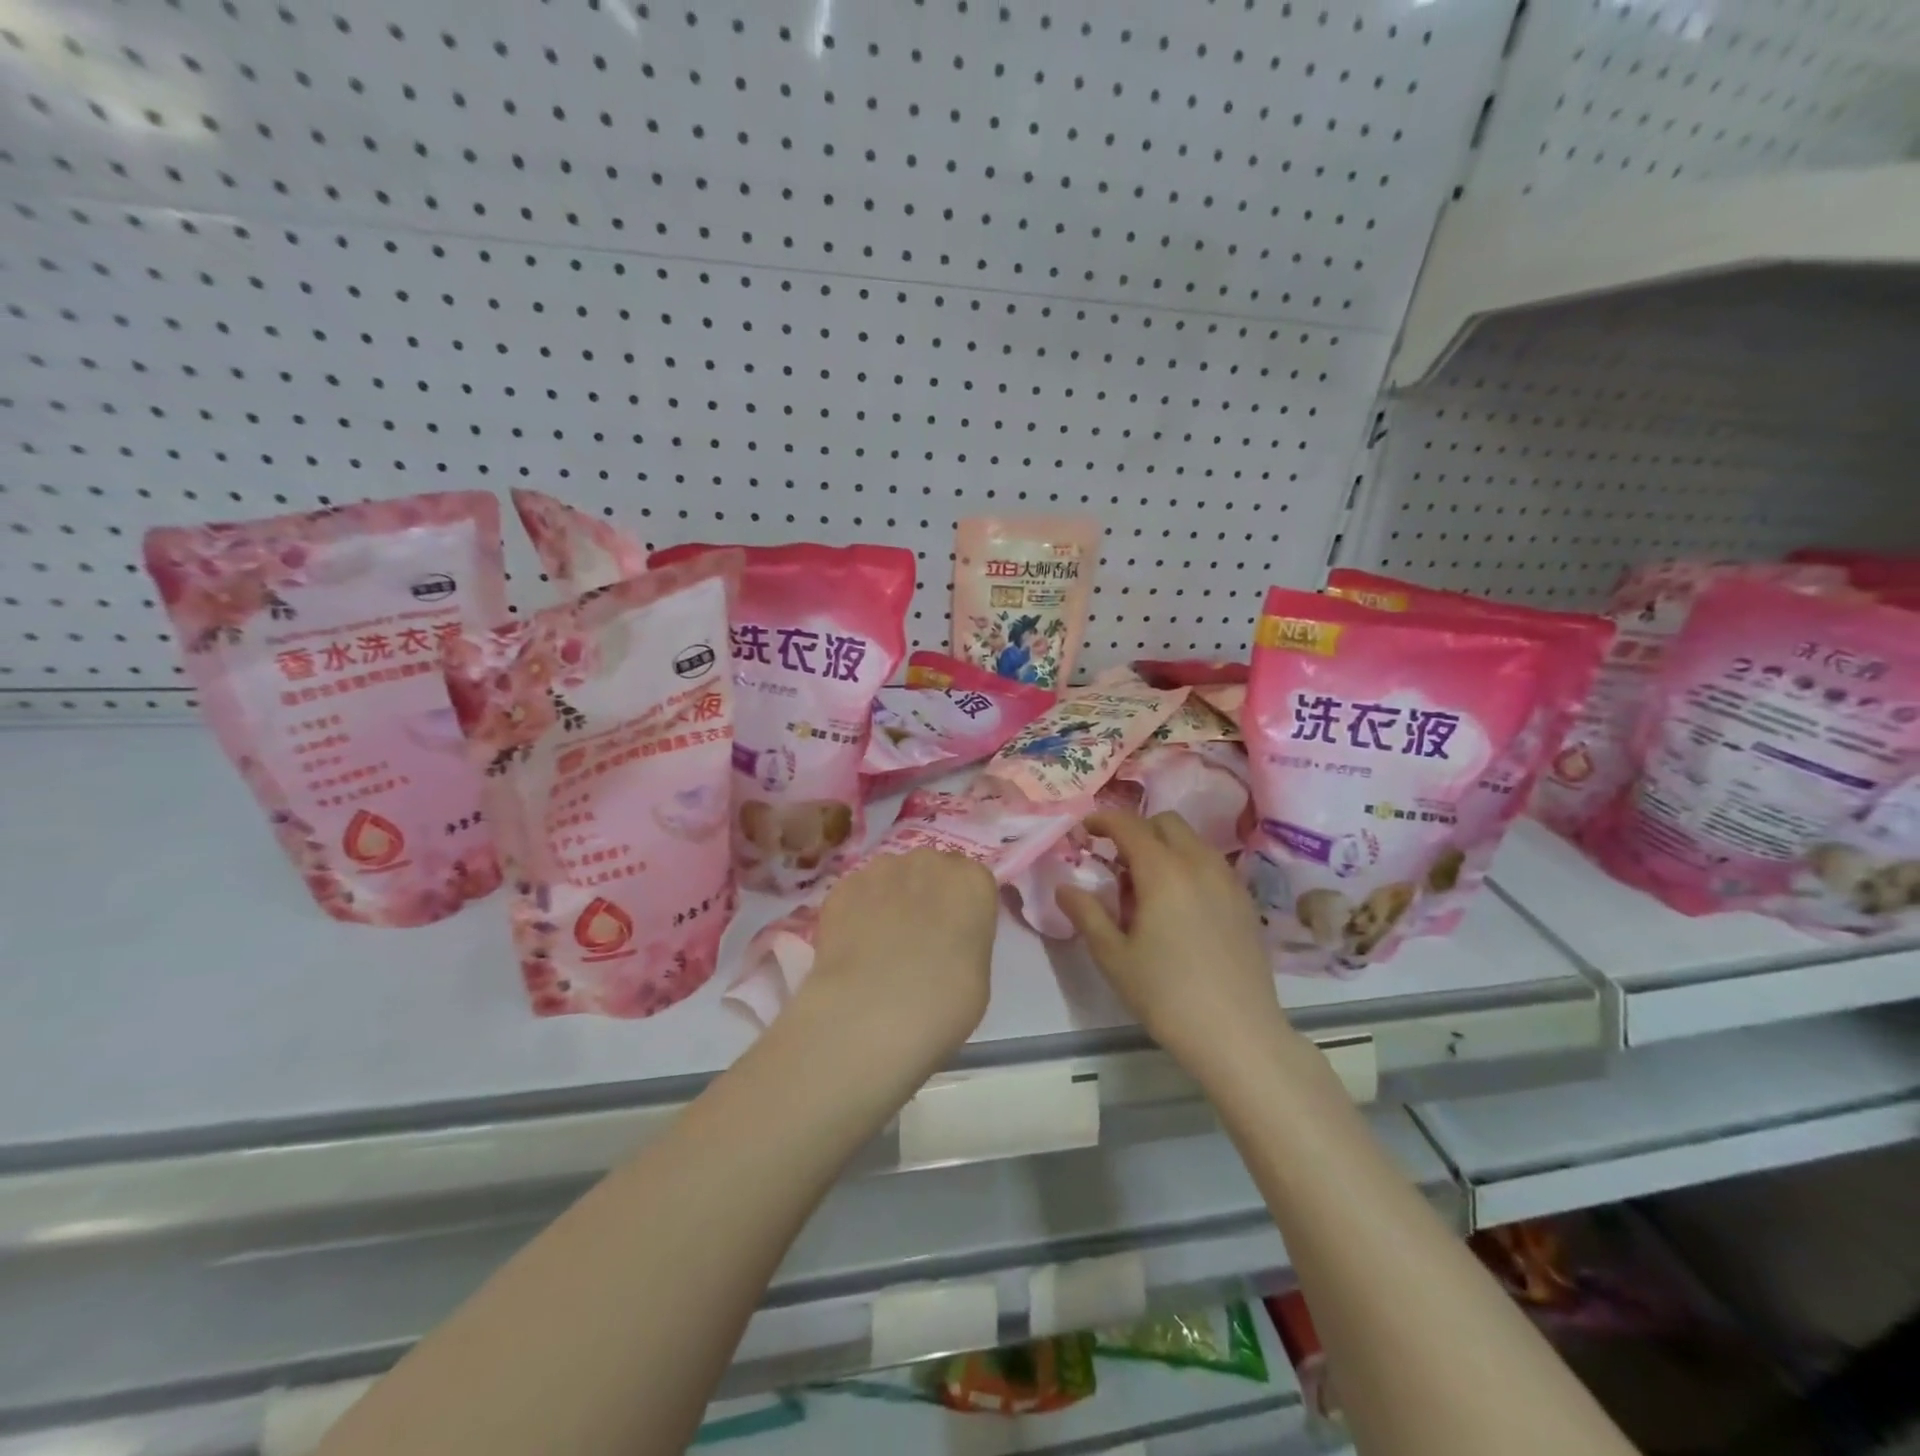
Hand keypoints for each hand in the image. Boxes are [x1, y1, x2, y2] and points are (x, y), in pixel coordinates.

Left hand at [796, 849, 998, 1076]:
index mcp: (971, 880)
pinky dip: (856, 913)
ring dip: (888, 899)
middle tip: (916, 938)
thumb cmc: (943, 1002)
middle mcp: (928, 862)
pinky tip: (852, 949)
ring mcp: (880, 870)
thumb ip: (963, 939)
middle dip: (924, 894)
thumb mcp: (976, 973)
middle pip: (929, 869)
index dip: (960, 906)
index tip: (953, 933)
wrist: (872, 1012)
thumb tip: (942, 942)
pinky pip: (856, 894)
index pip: (971, 879)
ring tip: (878, 945)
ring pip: (889, 877)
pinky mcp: (842, 886)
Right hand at [1057, 810, 1294, 1072]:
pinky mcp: (1245, 902)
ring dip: (1164, 847)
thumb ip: (1086, 914)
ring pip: (1192, 841)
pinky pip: (1211, 864)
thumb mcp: (1113, 957)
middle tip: (1116, 862)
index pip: (1129, 825)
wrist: (1237, 1036)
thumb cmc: (1166, 996)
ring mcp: (1228, 881)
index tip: (1084, 829)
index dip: (1102, 820)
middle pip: (1166, 823)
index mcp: (1162, 871)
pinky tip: (1179, 905)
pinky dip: (1188, 865)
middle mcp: (1199, 864)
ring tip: (1147, 887)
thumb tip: (1064, 887)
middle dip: (1136, 830)